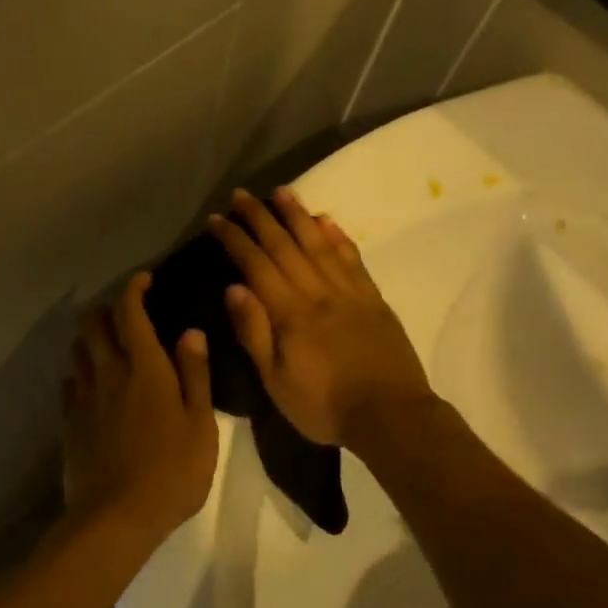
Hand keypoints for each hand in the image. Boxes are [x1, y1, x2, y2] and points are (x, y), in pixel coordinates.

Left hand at [61, 273, 217, 539]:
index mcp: (144, 368)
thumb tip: (190, 332)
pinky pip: (69, 384)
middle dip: (106, 310)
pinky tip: (93, 389)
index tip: (143, 280)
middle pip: (93, 324)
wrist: (115, 518)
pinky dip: (81, 375)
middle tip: (126, 316)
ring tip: (108, 350)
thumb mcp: (201, 425)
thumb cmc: (171, 472)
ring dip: (91, 340)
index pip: (130, 312)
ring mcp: (83, 397)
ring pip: (77, 351)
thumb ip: (195, 374)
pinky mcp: (68, 422)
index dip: (133, 289)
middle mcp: (108, 373)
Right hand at [208, 189, 433, 447]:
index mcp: (290, 313)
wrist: (391, 416)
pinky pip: (352, 258)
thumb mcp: (276, 381)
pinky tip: (326, 221)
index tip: (215, 219)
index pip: (255, 265)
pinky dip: (337, 236)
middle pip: (284, 245)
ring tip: (281, 192)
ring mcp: (348, 292)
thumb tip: (234, 288)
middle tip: (241, 194)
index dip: (234, 239)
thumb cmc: (324, 406)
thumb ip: (254, 333)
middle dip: (259, 217)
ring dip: (298, 215)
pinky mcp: (373, 298)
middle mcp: (317, 292)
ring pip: (318, 243)